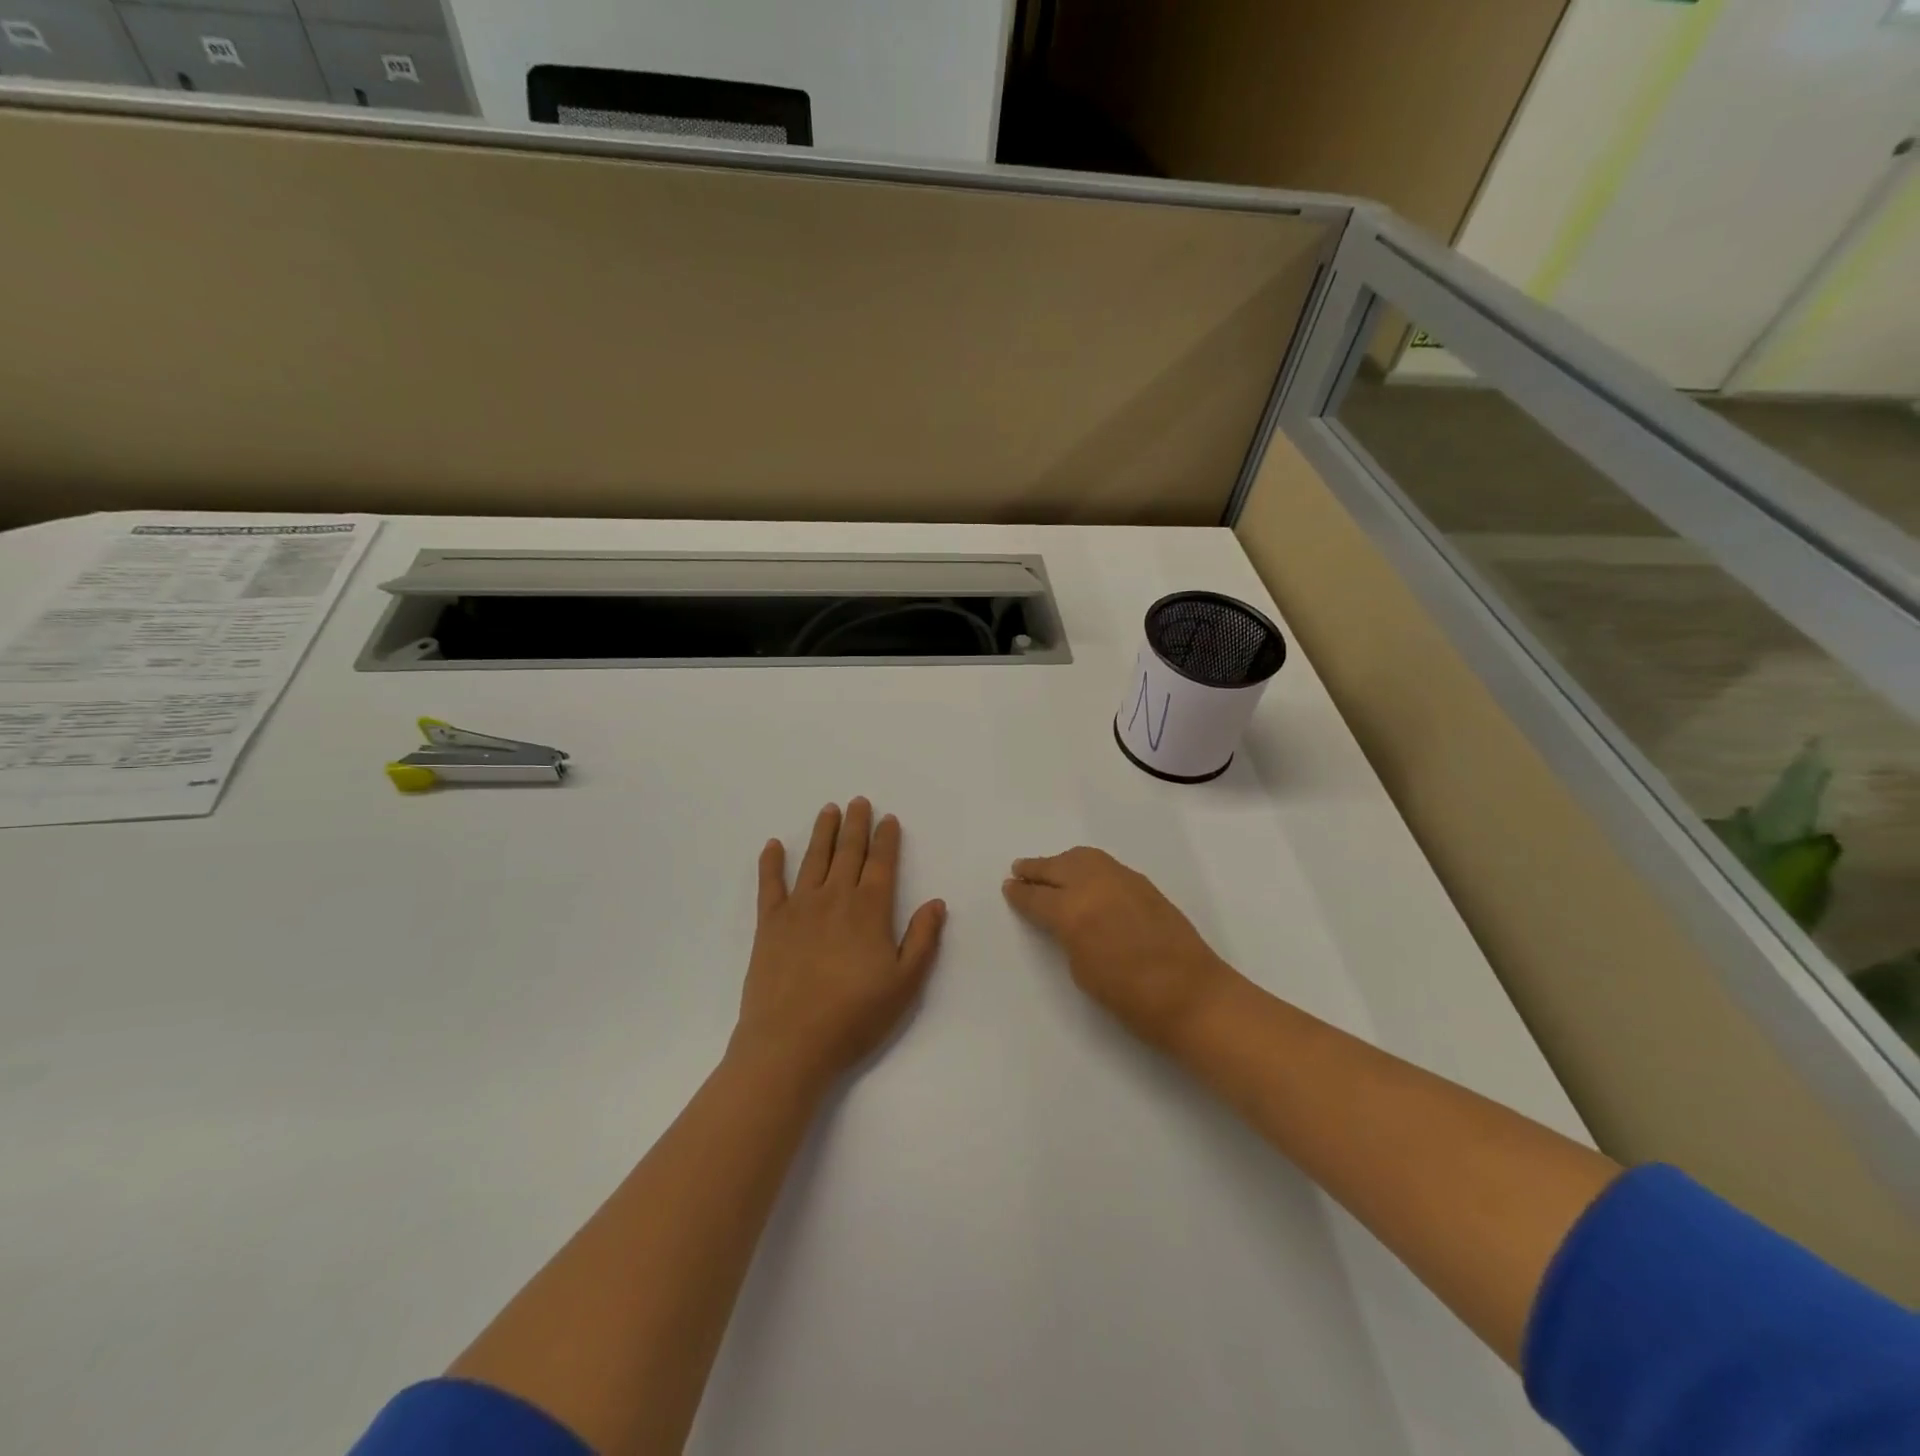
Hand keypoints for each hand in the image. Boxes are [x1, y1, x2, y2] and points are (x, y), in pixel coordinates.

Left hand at [733, 799, 946, 1095]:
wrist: (791, 1042)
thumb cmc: (854, 1016)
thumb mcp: (905, 983)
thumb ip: (923, 939)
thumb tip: (936, 902)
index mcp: (870, 909)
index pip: (881, 863)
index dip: (886, 839)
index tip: (888, 818)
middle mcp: (835, 897)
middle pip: (848, 852)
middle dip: (855, 825)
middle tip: (858, 801)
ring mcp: (799, 908)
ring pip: (813, 859)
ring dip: (822, 832)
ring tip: (828, 810)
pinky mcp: (769, 924)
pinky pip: (770, 884)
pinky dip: (771, 862)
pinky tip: (773, 845)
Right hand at [1003, 847, 1239, 1052]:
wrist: (1192, 995)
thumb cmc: (1130, 998)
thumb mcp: (1082, 970)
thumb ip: (1067, 936)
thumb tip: (1064, 920)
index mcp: (1073, 912)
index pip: (1038, 897)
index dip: (1020, 894)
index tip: (1009, 887)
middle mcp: (1095, 886)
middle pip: (1058, 868)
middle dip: (1036, 869)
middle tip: (1020, 870)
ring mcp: (1122, 880)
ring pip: (1083, 858)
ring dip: (1062, 862)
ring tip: (1049, 868)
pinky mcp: (1143, 884)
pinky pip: (1105, 865)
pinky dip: (1087, 865)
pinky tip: (1084, 875)